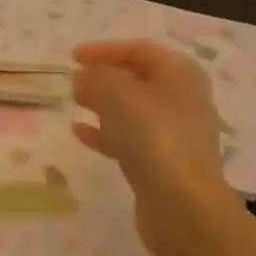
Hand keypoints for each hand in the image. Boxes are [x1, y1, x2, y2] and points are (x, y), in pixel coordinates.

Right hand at [71, 40, 240, 255]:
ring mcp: (175, 134)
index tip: (73, 56)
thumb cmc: (152, 135)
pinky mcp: (164, 163)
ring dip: (102, 104)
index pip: (139, 49)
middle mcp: (183, 99)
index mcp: (180, 73)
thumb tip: (82, 77)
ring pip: (133, 109)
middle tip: (74, 80)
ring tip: (74, 103)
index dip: (104, 49)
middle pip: (138, 78)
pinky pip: (130, 138)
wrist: (183, 206)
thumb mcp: (115, 92)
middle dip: (103, 76)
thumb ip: (94, 77)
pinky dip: (105, 132)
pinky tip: (79, 133)